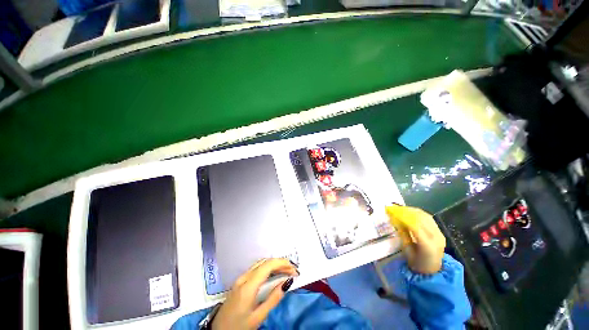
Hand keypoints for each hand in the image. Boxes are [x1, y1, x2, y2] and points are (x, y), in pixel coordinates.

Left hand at [212, 258, 298, 329]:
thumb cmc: (238, 327)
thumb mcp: (258, 317)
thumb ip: (273, 299)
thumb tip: (287, 282)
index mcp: (248, 286)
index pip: (268, 265)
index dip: (282, 263)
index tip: (294, 269)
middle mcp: (244, 277)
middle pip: (265, 262)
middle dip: (280, 263)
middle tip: (293, 270)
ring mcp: (241, 278)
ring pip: (261, 263)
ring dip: (274, 264)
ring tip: (286, 271)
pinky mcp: (240, 281)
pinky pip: (257, 268)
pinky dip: (268, 268)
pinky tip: (274, 274)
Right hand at [386, 205, 445, 273]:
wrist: (433, 271)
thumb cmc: (417, 264)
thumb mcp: (407, 251)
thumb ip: (403, 235)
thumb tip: (396, 220)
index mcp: (428, 246)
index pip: (414, 226)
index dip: (402, 216)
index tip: (391, 211)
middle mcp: (436, 237)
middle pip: (420, 218)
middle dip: (405, 211)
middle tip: (393, 208)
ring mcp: (440, 233)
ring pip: (425, 216)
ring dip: (411, 210)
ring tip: (400, 208)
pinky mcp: (439, 231)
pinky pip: (428, 218)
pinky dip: (418, 213)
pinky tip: (409, 211)